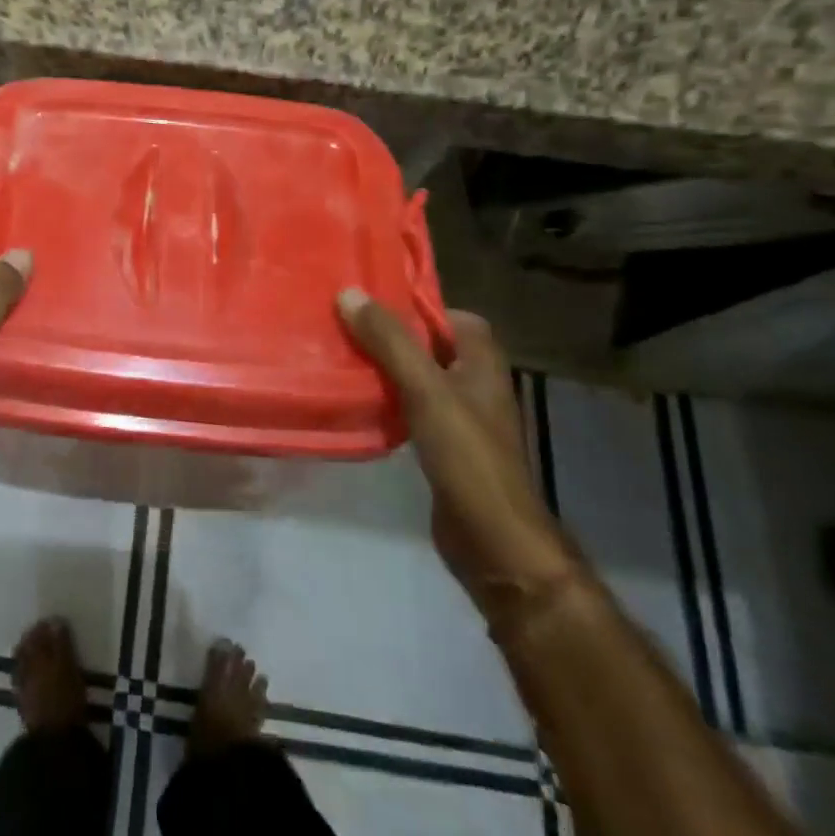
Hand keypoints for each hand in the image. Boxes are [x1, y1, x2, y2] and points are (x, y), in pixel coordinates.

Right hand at [337, 292, 576, 620]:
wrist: (491, 541)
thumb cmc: (467, 456)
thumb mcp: (426, 389)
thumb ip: (390, 341)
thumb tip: (350, 294)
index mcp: (483, 364)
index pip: (455, 317)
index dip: (419, 307)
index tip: (374, 304)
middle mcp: (476, 386)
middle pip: (432, 346)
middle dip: (393, 336)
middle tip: (347, 326)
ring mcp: (461, 420)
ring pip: (419, 379)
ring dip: (386, 368)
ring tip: (342, 358)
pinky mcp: (444, 448)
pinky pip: (411, 410)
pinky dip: (388, 402)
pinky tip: (359, 403)